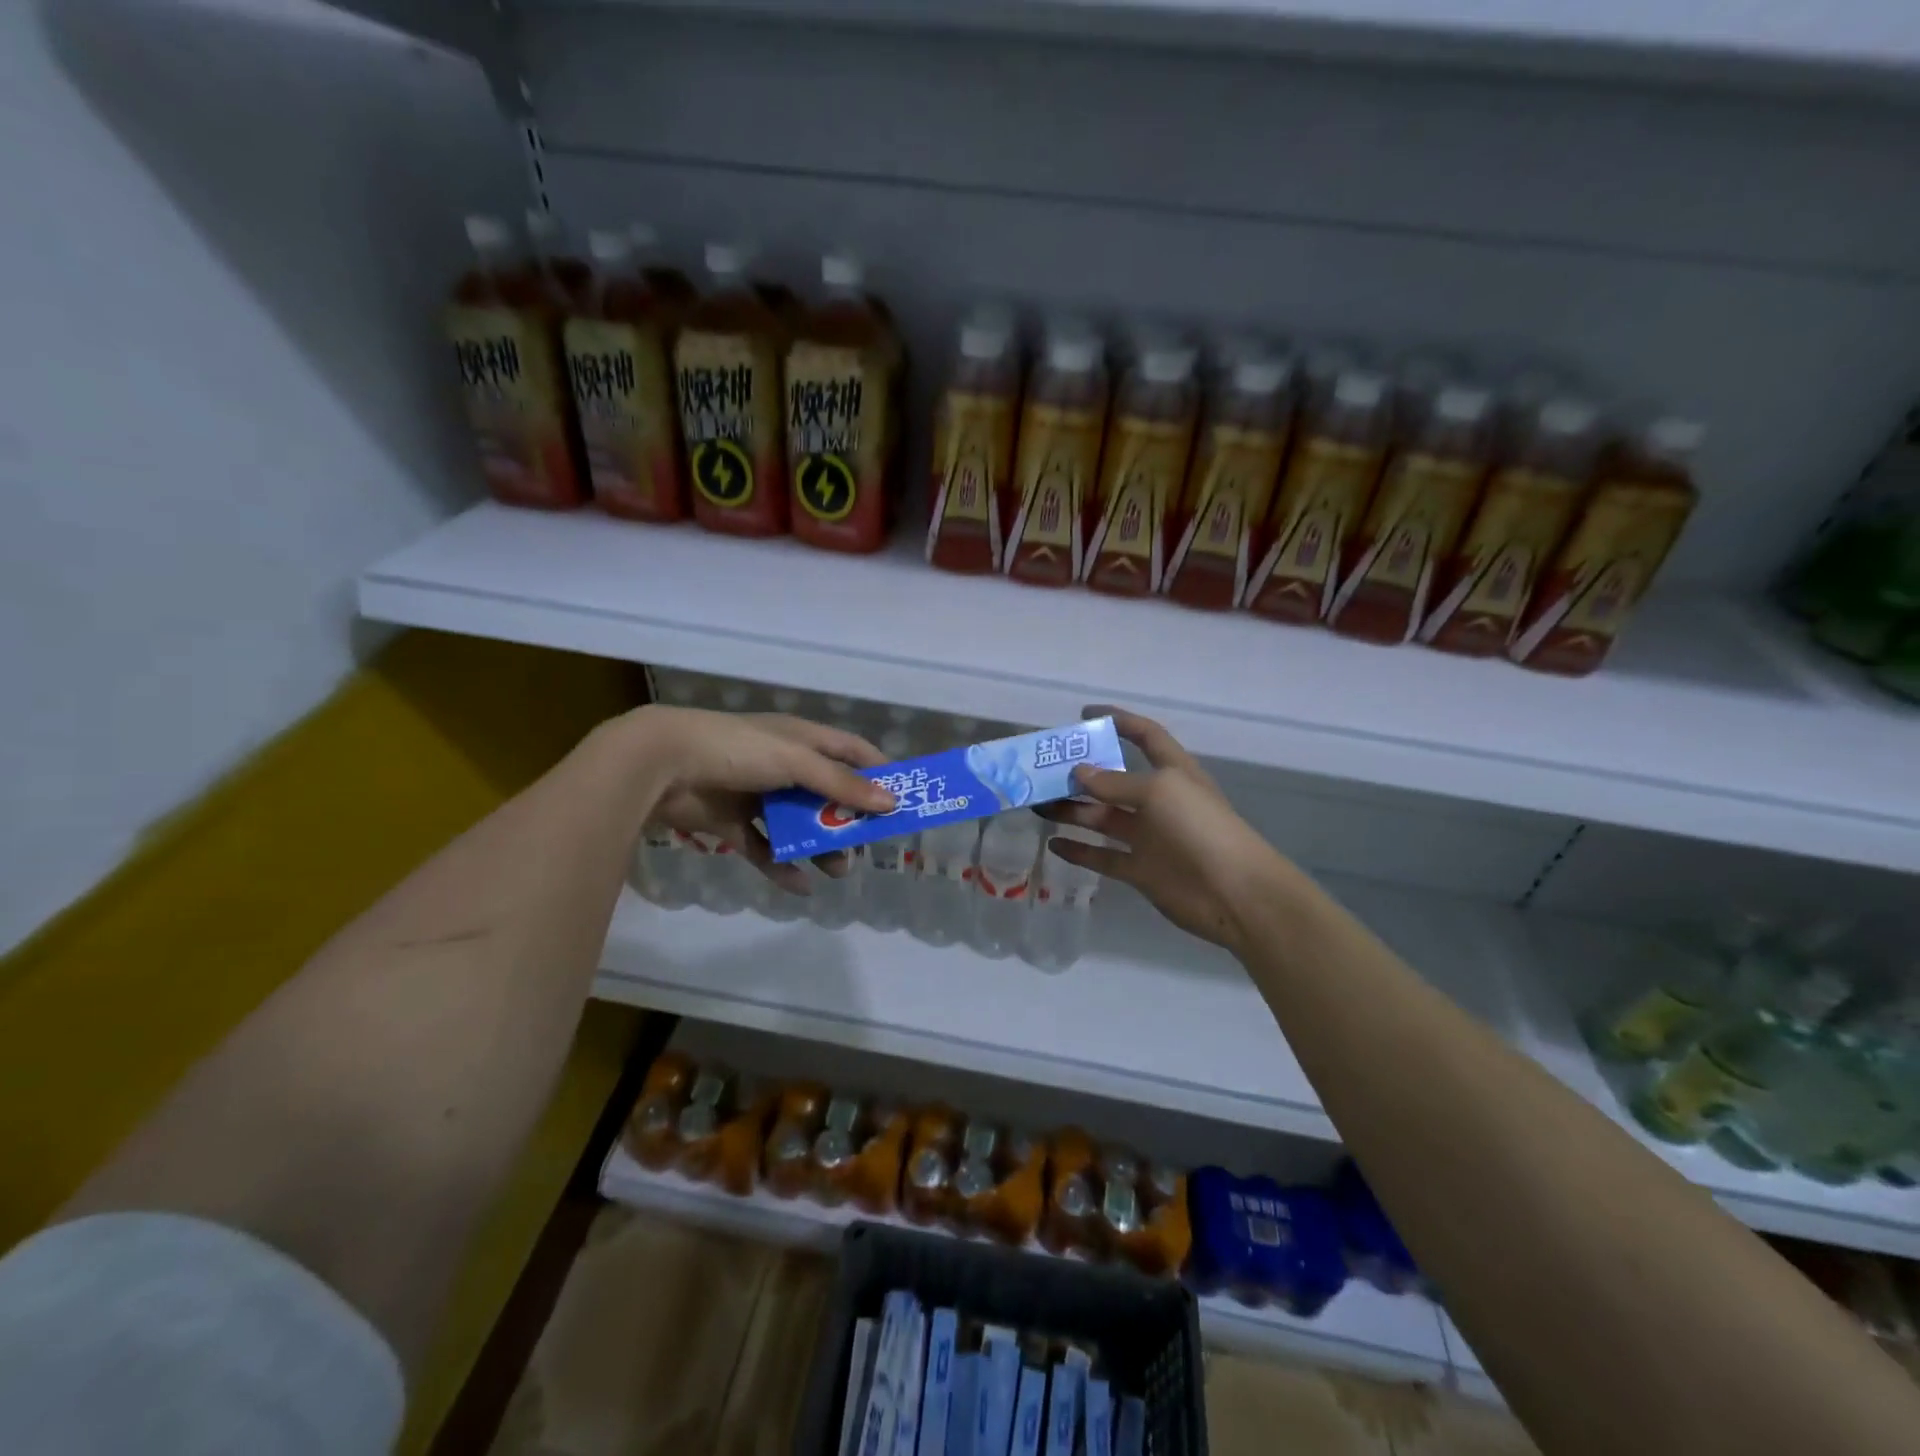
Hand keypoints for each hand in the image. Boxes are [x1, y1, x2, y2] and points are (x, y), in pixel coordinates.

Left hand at [632, 706, 894, 892]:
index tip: (903, 798)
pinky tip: (799, 886)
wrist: (662, 766)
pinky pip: (765, 848)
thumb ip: (841, 783)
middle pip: (828, 794)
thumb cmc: (737, 750)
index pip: (851, 751)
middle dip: (849, 820)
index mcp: (801, 740)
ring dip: (820, 847)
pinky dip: (782, 866)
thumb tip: (890, 803)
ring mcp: (757, 796)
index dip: (878, 771)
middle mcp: (783, 766)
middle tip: (867, 846)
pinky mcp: (733, 824)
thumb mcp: (796, 761)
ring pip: (798, 825)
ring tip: (837, 871)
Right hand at [1040, 707, 1292, 952]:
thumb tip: (1077, 772)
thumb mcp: (1158, 791)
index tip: (1084, 715)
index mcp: (1171, 772)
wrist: (1233, 892)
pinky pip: (1102, 856)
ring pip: (1101, 818)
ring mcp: (1148, 837)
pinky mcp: (1140, 869)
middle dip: (1080, 774)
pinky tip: (1052, 843)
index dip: (1118, 721)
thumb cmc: (1199, 827)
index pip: (1145, 736)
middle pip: (1112, 780)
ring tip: (1037, 805)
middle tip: (1042, 771)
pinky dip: (1079, 850)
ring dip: (1071, 810)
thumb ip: (1114, 783)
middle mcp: (1158, 801)